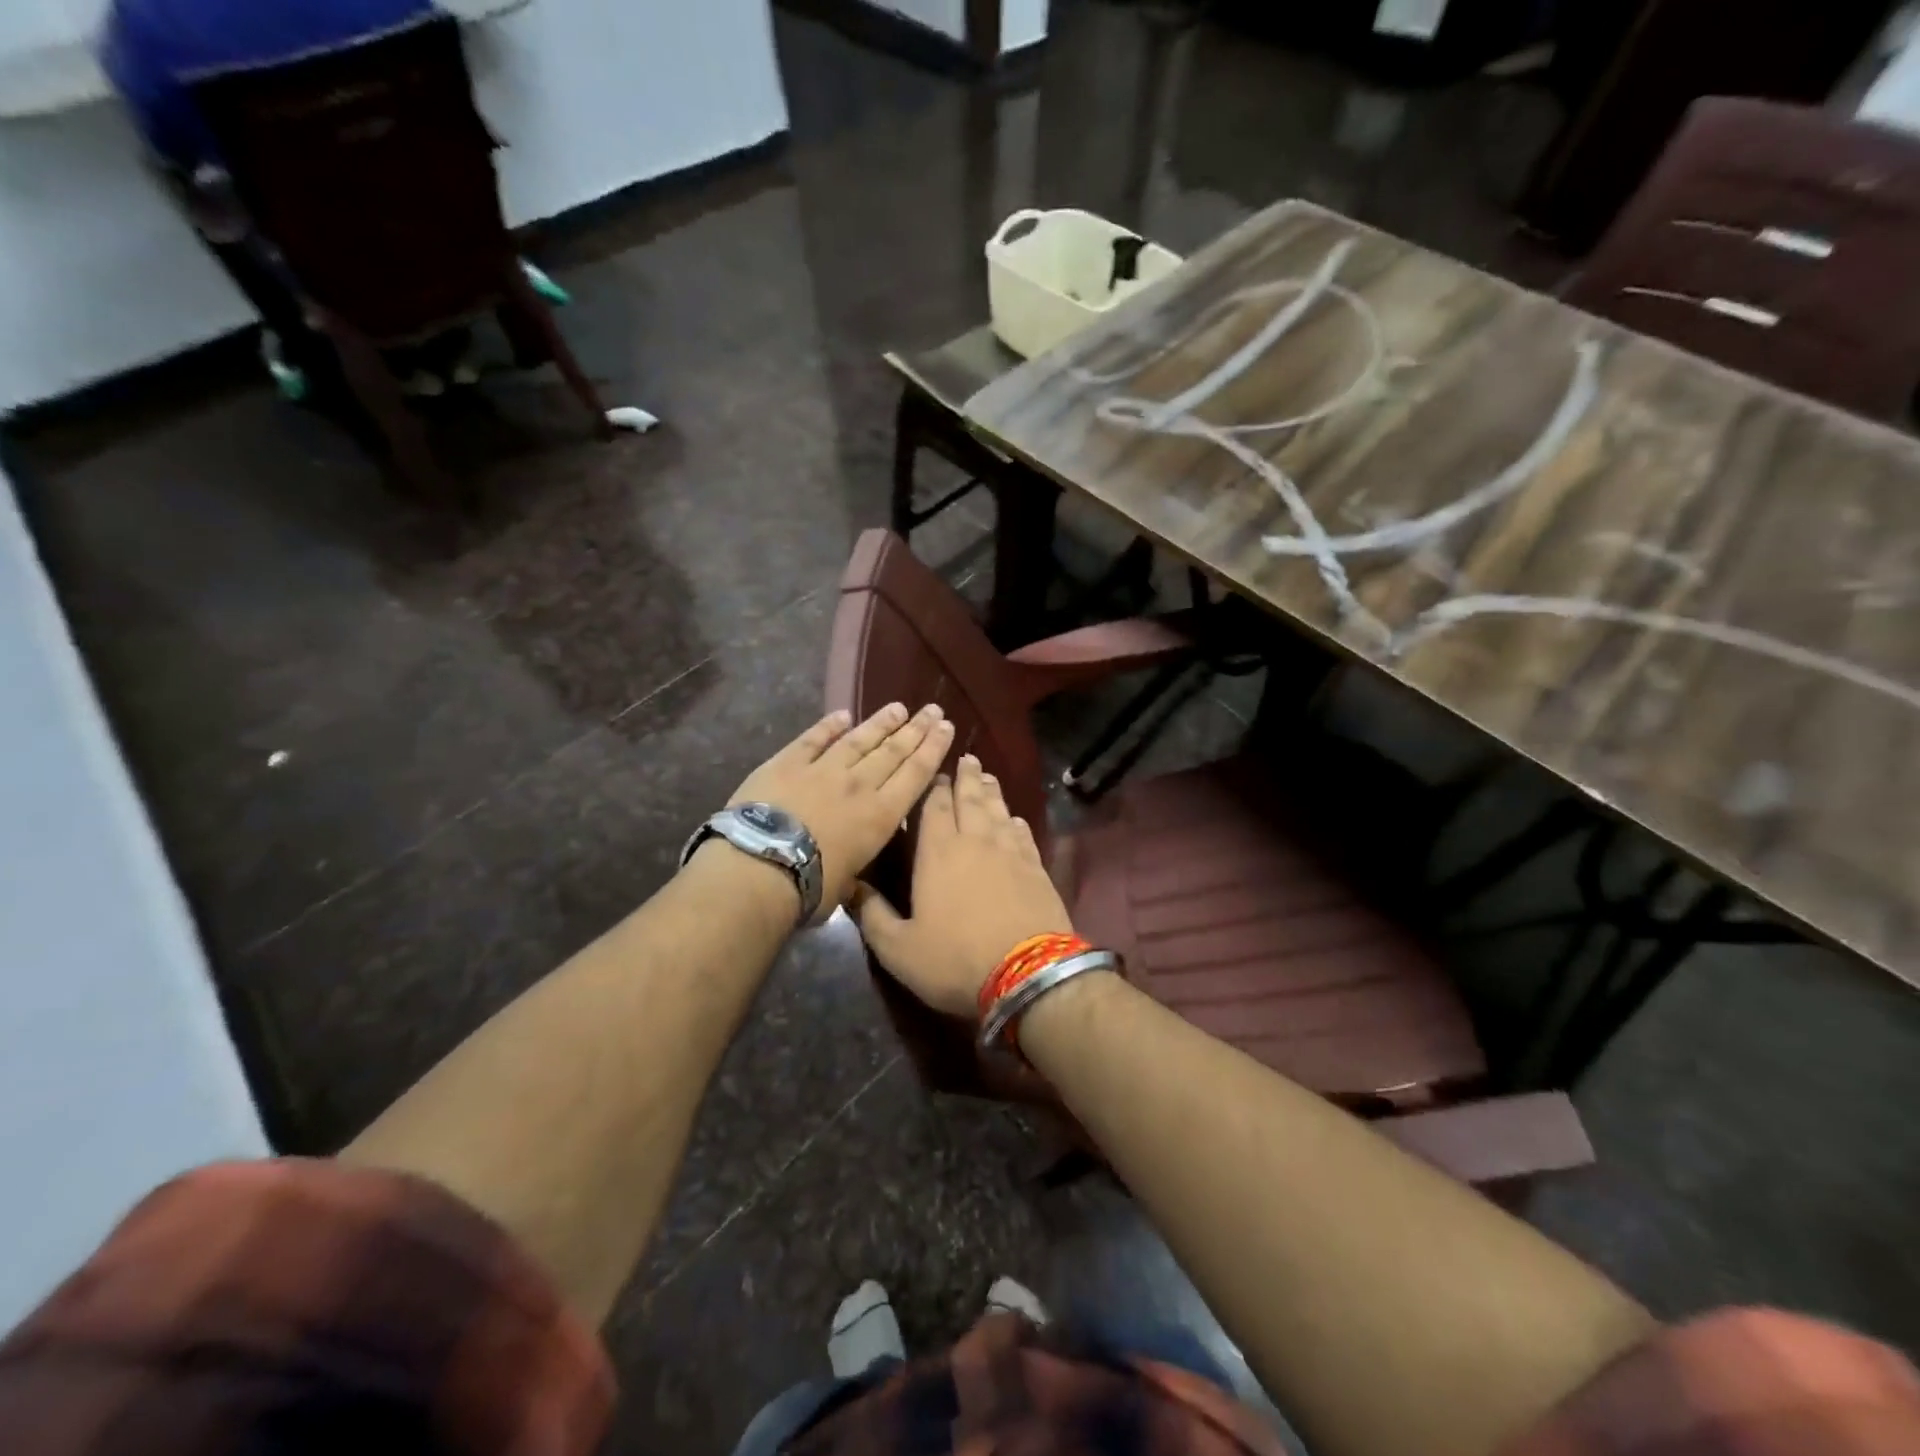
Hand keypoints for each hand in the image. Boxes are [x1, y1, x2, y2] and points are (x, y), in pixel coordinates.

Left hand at [727, 703, 952, 920]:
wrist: (760, 867)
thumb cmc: (811, 887)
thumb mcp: (849, 882)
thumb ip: (857, 861)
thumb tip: (853, 859)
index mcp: (881, 816)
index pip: (915, 774)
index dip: (933, 749)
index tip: (947, 727)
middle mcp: (859, 785)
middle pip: (894, 751)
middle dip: (917, 729)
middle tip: (933, 710)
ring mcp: (823, 769)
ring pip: (860, 739)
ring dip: (881, 722)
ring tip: (898, 708)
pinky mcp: (787, 763)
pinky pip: (813, 739)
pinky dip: (829, 725)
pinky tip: (843, 714)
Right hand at [852, 754, 1073, 1016]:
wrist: (1028, 975)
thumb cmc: (955, 959)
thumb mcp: (898, 948)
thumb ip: (871, 915)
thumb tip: (849, 886)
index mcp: (938, 852)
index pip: (934, 806)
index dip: (933, 786)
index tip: (934, 771)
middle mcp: (976, 841)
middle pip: (970, 799)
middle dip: (966, 777)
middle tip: (966, 759)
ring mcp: (1011, 852)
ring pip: (998, 810)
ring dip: (990, 792)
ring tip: (986, 777)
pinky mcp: (1036, 868)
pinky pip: (1023, 833)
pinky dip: (1015, 820)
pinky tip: (1014, 818)